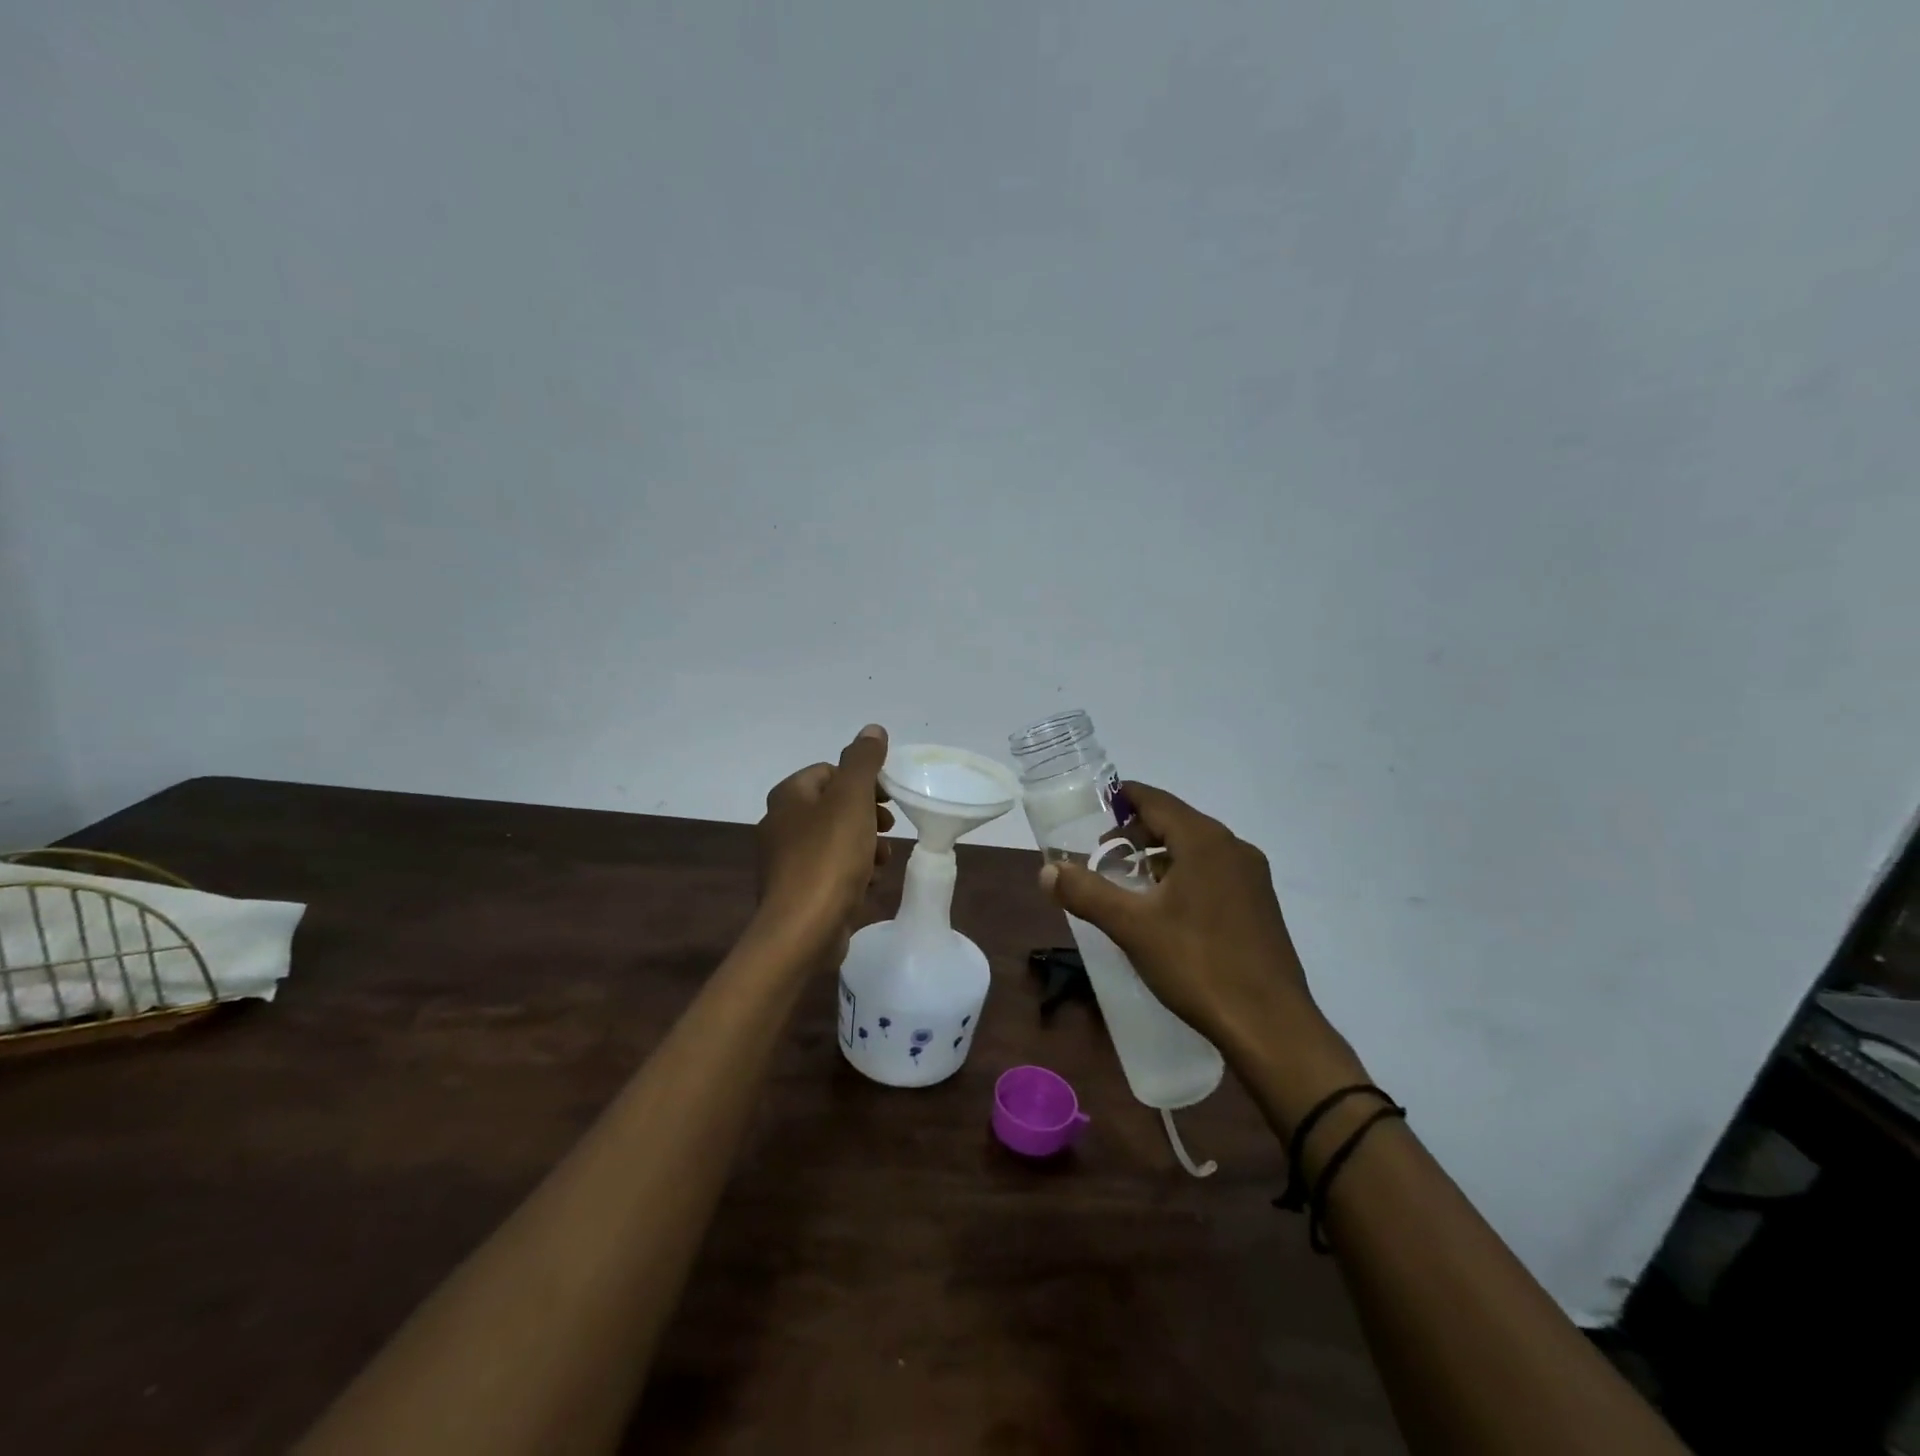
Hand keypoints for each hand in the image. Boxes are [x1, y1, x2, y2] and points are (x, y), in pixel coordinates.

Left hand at [755, 725, 893, 962]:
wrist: (803, 929)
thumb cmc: (829, 857)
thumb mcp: (852, 799)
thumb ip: (863, 762)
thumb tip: (872, 729)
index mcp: (788, 797)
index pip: (830, 772)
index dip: (863, 781)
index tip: (888, 798)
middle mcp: (780, 825)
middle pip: (834, 807)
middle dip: (867, 817)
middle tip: (889, 828)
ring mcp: (786, 862)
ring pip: (836, 841)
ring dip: (865, 847)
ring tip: (882, 861)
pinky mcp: (797, 893)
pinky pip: (831, 872)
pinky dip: (852, 873)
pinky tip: (868, 885)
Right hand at [1039, 782, 1320, 1061]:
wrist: (1270, 1025)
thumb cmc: (1198, 964)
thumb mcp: (1131, 926)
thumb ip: (1086, 893)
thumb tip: (1047, 870)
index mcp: (1204, 840)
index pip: (1156, 800)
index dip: (1122, 798)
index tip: (1093, 809)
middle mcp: (1233, 848)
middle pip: (1176, 821)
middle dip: (1136, 832)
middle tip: (1102, 855)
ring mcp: (1252, 877)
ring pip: (1196, 849)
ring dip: (1159, 856)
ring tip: (1128, 883)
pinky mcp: (1260, 905)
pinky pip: (1213, 872)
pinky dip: (1183, 875)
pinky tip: (1165, 909)